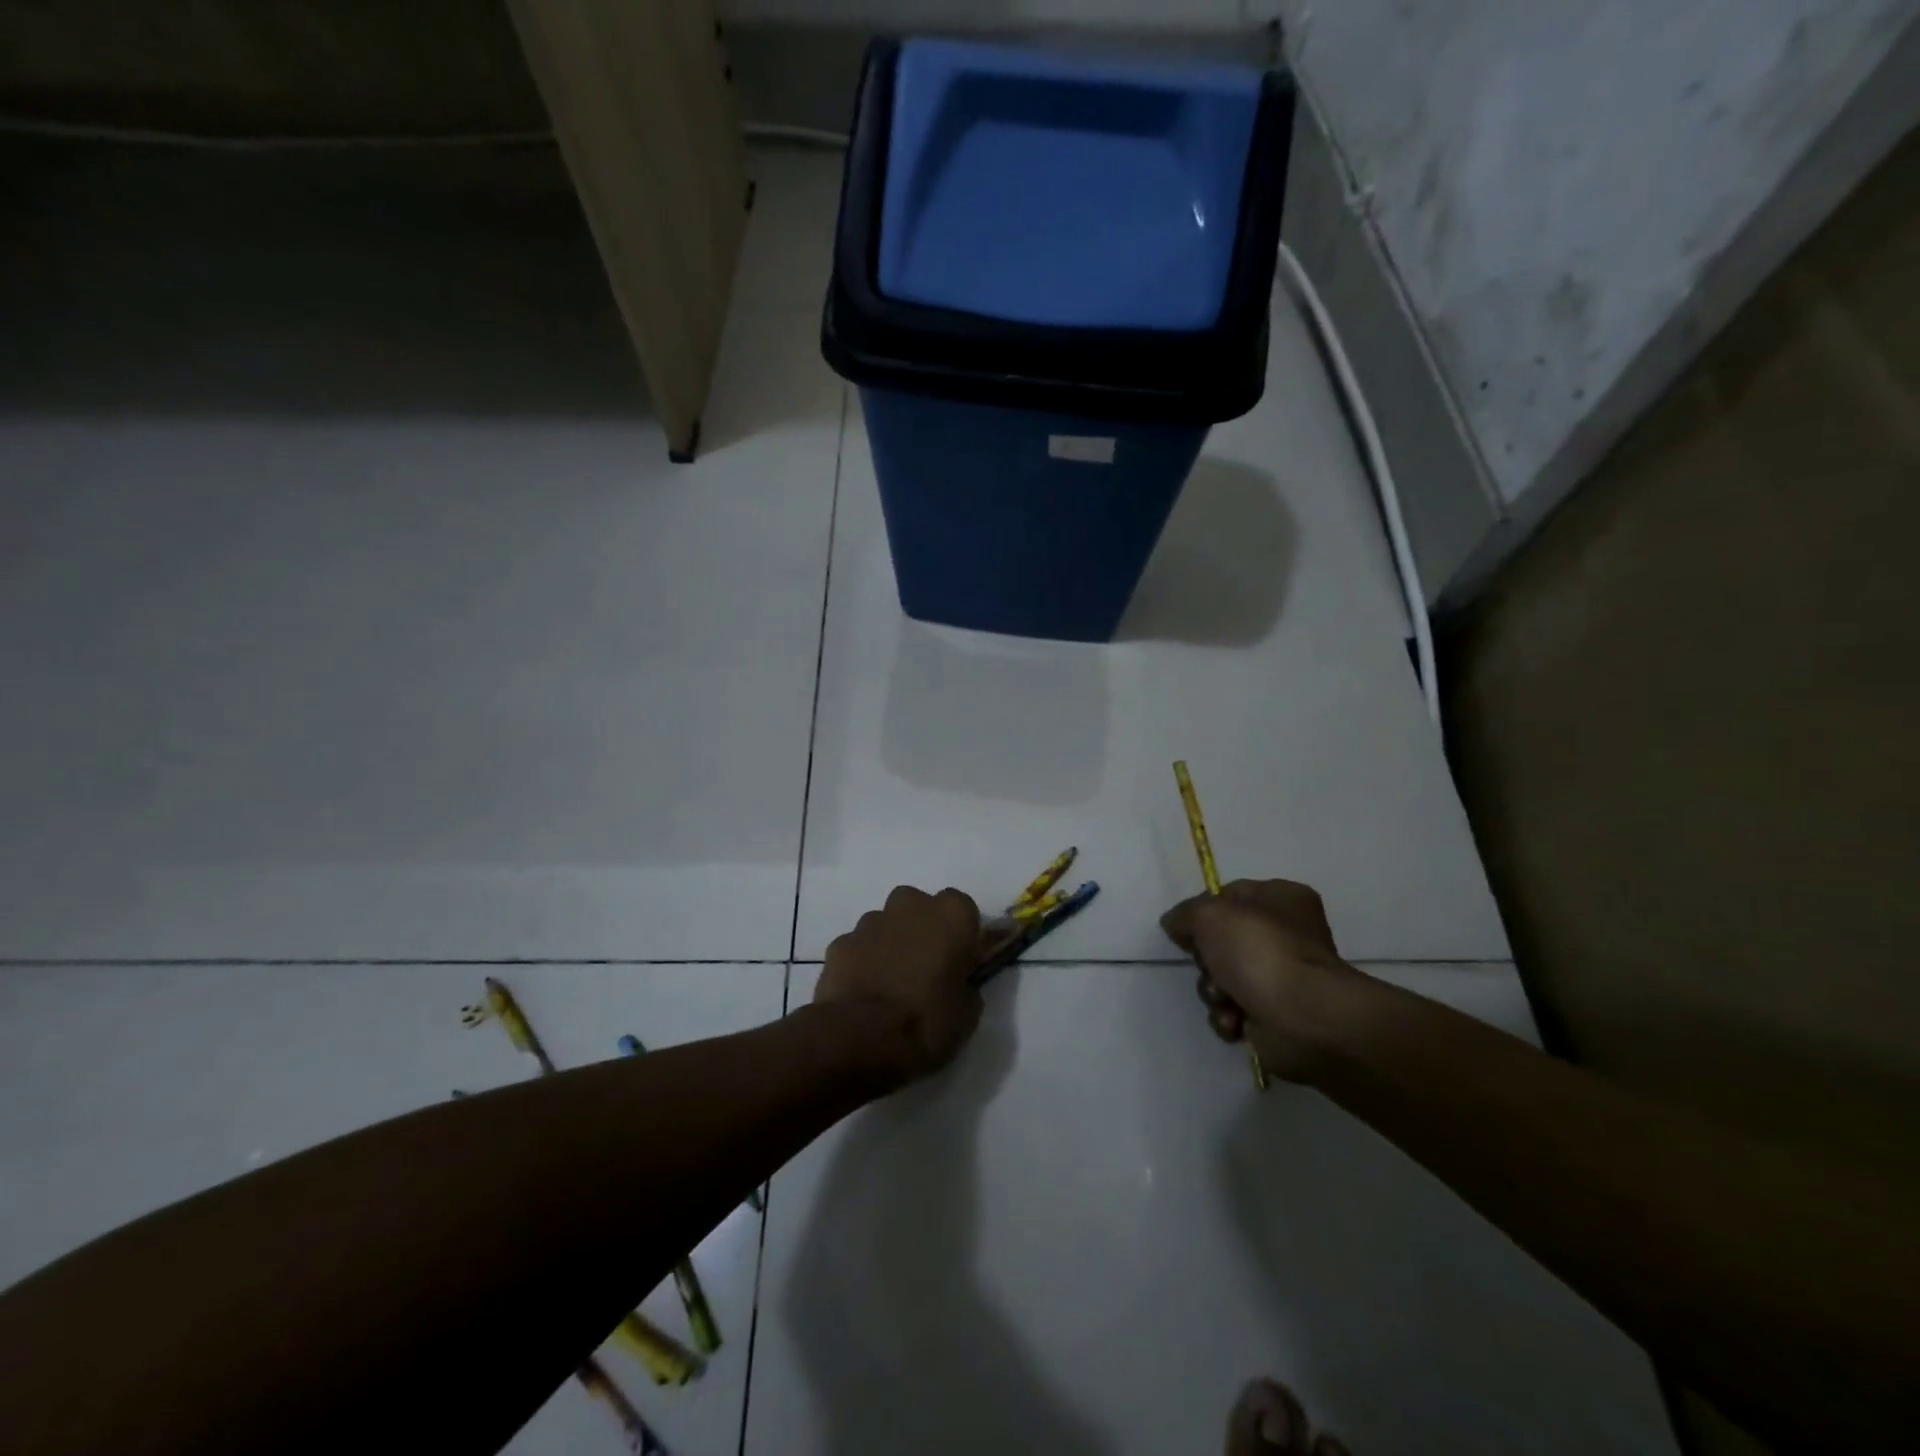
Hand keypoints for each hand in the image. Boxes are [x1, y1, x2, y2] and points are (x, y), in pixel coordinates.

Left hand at [817, 885, 983, 1083]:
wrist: (861, 1037)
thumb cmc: (926, 1022)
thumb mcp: (966, 1013)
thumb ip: (964, 985)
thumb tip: (956, 983)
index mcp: (951, 915)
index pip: (963, 910)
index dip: (960, 936)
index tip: (958, 962)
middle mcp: (911, 904)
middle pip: (920, 907)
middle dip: (922, 929)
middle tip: (924, 968)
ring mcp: (871, 921)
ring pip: (886, 924)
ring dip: (891, 943)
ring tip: (890, 984)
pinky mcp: (840, 942)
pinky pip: (859, 946)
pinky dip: (863, 961)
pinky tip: (864, 991)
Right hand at [1160, 879, 1358, 1082]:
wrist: (1305, 1020)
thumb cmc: (1261, 954)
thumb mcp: (1210, 915)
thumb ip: (1185, 914)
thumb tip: (1176, 925)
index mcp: (1281, 899)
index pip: (1228, 895)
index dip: (1203, 912)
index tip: (1190, 929)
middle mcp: (1285, 934)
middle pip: (1221, 941)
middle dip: (1207, 960)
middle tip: (1212, 967)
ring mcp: (1282, 976)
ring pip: (1222, 978)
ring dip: (1214, 991)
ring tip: (1226, 1000)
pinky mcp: (1276, 1014)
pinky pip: (1234, 1010)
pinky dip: (1228, 1017)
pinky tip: (1236, 1021)